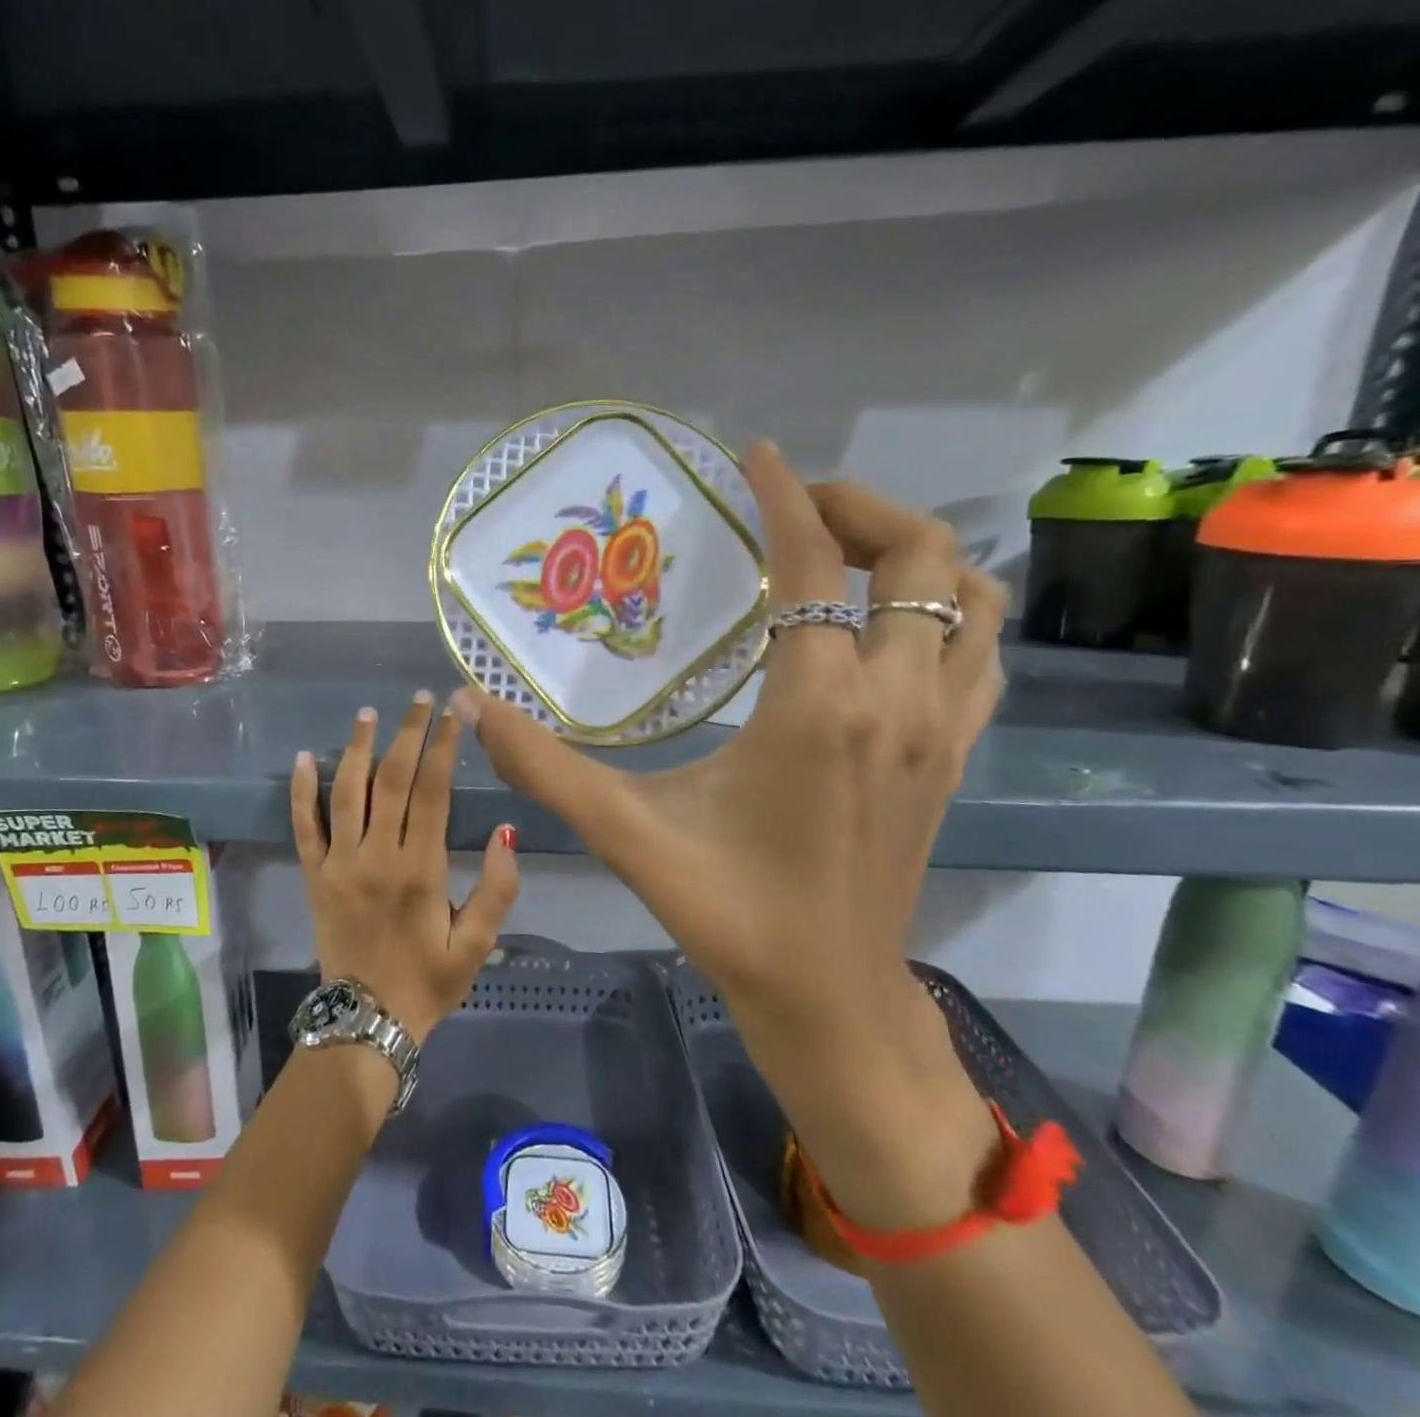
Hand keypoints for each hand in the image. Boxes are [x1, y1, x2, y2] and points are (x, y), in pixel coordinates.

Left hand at [291, 693, 519, 1044]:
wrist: (366, 1021)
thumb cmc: (429, 981)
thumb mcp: (477, 945)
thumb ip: (497, 889)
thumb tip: (507, 832)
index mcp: (420, 869)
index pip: (432, 792)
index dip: (442, 747)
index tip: (452, 713)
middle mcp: (377, 856)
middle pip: (391, 780)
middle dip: (407, 734)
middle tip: (418, 700)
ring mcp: (339, 863)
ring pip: (346, 793)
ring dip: (357, 749)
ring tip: (368, 714)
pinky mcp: (314, 876)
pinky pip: (303, 827)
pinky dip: (301, 791)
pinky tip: (304, 757)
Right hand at [454, 443, 1005, 1222]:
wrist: (829, 997)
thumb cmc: (730, 912)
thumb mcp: (626, 833)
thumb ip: (545, 767)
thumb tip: (471, 706)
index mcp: (819, 705)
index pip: (815, 564)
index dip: (785, 497)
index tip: (755, 456)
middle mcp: (897, 699)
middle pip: (918, 555)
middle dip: (859, 507)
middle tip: (794, 506)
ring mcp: (942, 728)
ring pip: (972, 597)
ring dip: (914, 553)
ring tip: (846, 551)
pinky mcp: (956, 756)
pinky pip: (982, 651)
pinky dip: (949, 609)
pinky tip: (890, 623)